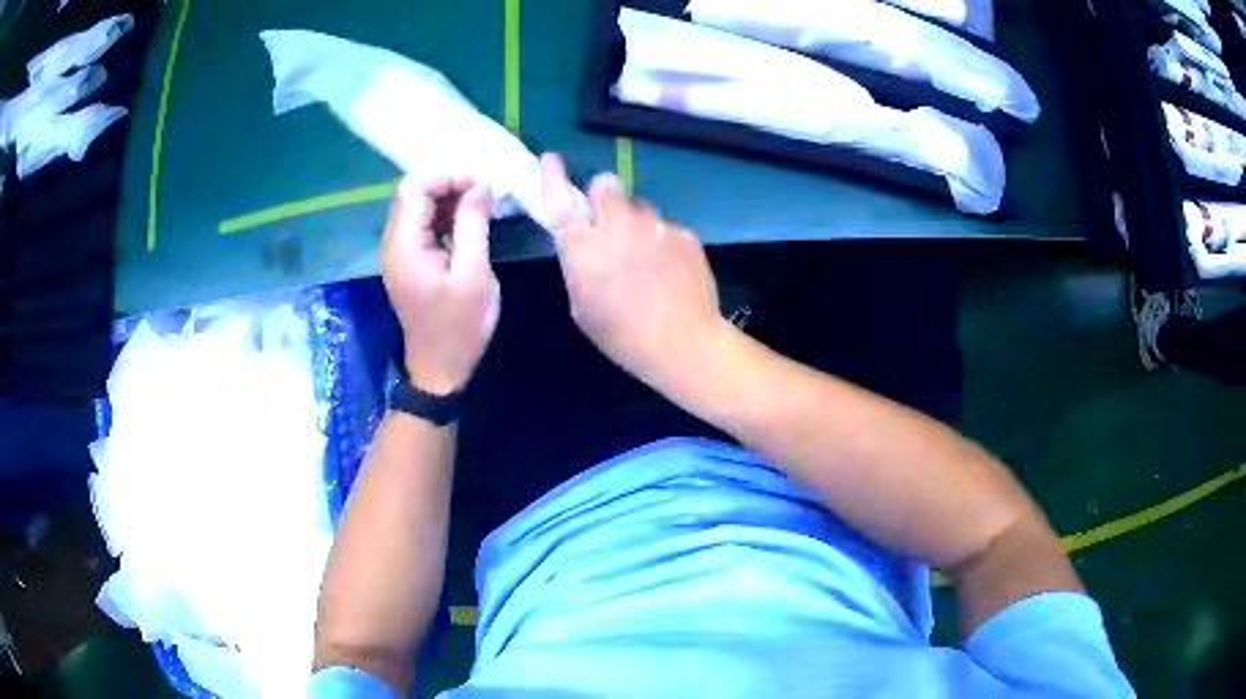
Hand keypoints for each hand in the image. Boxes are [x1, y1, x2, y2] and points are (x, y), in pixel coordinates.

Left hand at [382, 175, 500, 394]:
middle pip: (412, 191)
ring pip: (417, 204)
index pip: (414, 187)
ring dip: (448, 196)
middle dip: (449, 182)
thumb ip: (473, 224)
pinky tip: (469, 219)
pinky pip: (422, 222)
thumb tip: (479, 186)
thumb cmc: (459, 327)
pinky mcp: (409, 259)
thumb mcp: (473, 274)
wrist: (440, 369)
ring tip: (482, 202)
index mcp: (404, 245)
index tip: (482, 183)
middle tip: (485, 190)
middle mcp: (393, 242)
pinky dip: (445, 213)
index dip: (447, 175)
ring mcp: (399, 251)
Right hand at [540, 153, 724, 387]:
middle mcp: (617, 226)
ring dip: (635, 221)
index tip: (552, 159)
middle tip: (609, 222)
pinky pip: (665, 227)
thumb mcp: (582, 307)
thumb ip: (578, 266)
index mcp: (584, 247)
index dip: (553, 177)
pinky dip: (663, 241)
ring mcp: (655, 226)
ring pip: (639, 206)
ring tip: (645, 254)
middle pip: (605, 184)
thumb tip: (581, 246)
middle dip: (602, 196)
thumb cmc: (622, 335)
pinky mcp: (684, 233)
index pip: (560, 200)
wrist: (683, 343)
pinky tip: (670, 269)